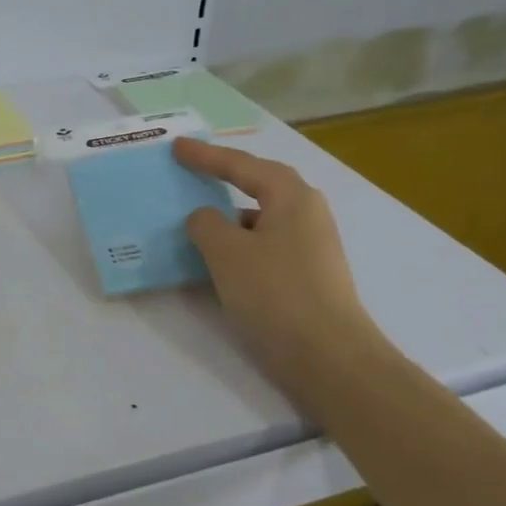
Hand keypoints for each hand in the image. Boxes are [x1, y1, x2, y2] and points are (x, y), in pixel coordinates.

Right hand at [173, 137, 387, 398]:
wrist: (329, 358)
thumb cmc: (276, 293)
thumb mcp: (227, 252)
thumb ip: (206, 224)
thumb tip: (205, 218)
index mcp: (291, 197)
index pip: (241, 165)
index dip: (206, 155)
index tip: (176, 147)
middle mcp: (306, 214)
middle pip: (258, 186)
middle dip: (224, 179)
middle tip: (191, 172)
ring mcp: (310, 247)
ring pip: (260, 220)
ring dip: (228, 218)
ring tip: (195, 221)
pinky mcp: (307, 277)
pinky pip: (263, 246)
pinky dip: (238, 246)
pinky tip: (217, 262)